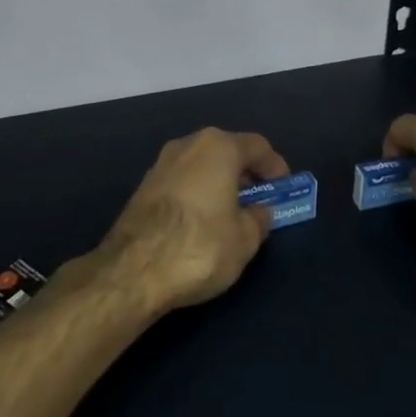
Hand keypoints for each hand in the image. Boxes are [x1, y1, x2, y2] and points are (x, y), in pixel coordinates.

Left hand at [79, 127, 289, 314]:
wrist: (132, 271)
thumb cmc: (200, 247)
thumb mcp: (245, 239)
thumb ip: (258, 218)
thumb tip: (258, 211)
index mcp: (218, 147)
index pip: (257, 146)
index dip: (275, 167)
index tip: (283, 188)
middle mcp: (187, 145)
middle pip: (226, 151)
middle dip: (245, 174)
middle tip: (259, 200)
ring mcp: (160, 164)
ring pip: (201, 165)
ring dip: (220, 183)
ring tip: (232, 213)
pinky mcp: (142, 187)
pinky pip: (182, 181)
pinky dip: (198, 193)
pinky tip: (202, 221)